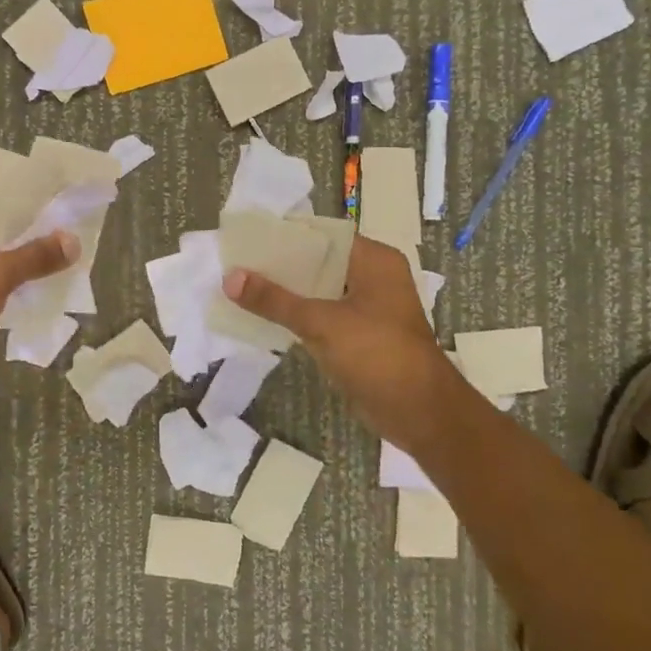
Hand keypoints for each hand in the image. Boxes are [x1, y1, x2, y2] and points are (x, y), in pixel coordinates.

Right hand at [222, 236, 474, 449]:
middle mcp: (372, 276)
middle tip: (235, 264)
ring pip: (317, 290)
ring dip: (285, 292)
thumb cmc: (378, 355)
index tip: (245, 239)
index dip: (283, 236)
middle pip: (317, 262)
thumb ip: (274, 300)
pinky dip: (296, 315)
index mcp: (373, 260)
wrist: (421, 414)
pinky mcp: (360, 334)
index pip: (321, 236)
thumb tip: (229, 277)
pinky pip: (321, 315)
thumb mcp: (321, 323)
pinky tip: (262, 316)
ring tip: (240, 286)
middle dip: (278, 266)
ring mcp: (367, 307)